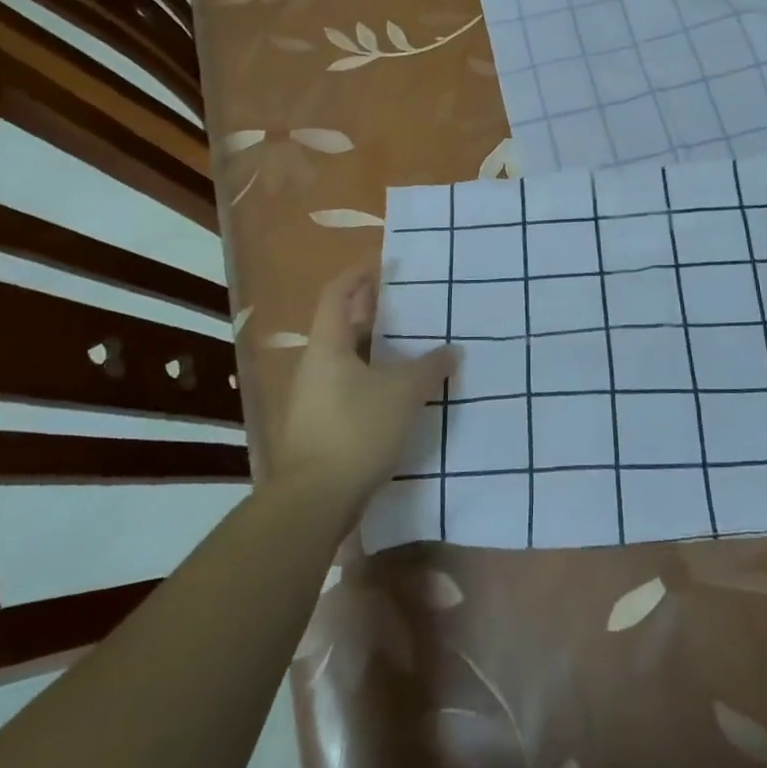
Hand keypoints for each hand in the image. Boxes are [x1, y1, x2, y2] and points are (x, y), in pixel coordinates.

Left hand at [267, 265, 458, 517]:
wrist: (314, 501)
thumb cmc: (356, 430)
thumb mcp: (404, 393)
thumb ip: (430, 367)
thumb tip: (452, 350)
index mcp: (328, 346)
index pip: (338, 294)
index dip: (359, 276)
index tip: (385, 266)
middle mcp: (316, 366)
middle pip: (343, 327)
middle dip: (374, 314)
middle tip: (409, 309)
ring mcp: (314, 399)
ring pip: (348, 361)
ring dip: (376, 352)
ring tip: (412, 351)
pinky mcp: (321, 428)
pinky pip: (350, 390)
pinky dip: (373, 382)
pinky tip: (400, 395)